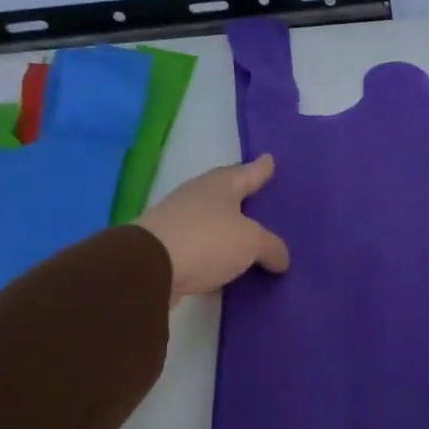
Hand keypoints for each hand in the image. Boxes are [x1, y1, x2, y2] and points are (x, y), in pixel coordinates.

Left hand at [135, 155, 289, 305]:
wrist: (147, 268)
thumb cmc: (207, 240)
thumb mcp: (251, 242)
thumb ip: (271, 247)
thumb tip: (281, 259)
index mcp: (219, 186)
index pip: (246, 173)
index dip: (260, 169)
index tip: (269, 160)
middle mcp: (196, 197)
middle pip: (224, 194)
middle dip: (241, 197)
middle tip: (260, 198)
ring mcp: (177, 222)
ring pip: (211, 222)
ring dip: (227, 229)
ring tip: (248, 237)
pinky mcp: (166, 249)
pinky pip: (200, 248)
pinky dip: (213, 254)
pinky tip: (226, 264)